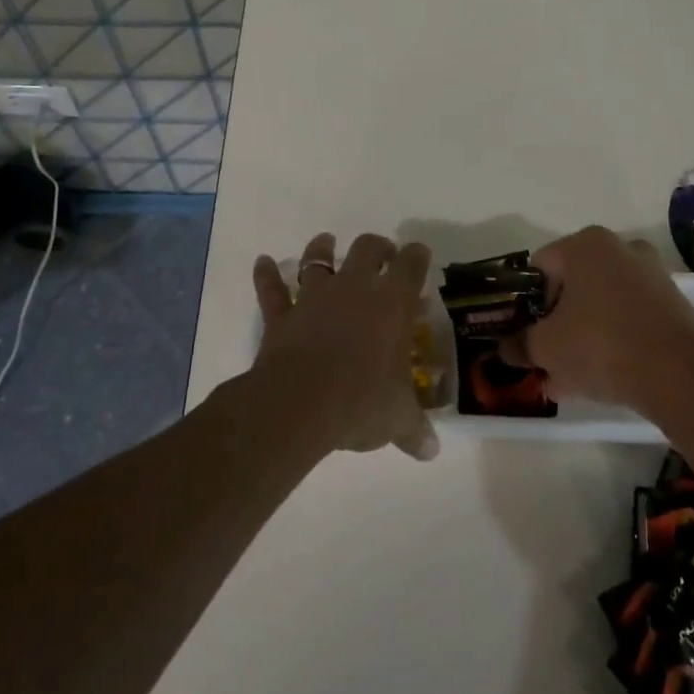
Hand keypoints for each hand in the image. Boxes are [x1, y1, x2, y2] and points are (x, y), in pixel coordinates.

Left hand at [252, 233, 439, 460]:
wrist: (301, 403)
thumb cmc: (362, 401)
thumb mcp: (397, 418)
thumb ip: (415, 430)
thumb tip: (431, 451)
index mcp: (392, 304)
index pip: (411, 265)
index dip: (417, 256)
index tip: (420, 254)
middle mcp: (355, 289)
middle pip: (368, 249)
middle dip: (378, 247)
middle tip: (383, 255)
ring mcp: (315, 298)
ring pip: (318, 260)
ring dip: (322, 249)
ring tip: (326, 241)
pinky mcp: (282, 316)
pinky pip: (272, 290)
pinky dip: (266, 275)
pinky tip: (262, 262)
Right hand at [504, 226, 693, 406]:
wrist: (681, 374)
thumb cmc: (601, 345)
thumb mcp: (546, 348)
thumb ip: (520, 345)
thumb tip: (505, 348)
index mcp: (585, 245)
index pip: (540, 268)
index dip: (525, 303)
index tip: (524, 334)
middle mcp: (621, 249)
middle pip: (573, 286)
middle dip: (556, 321)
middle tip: (545, 355)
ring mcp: (652, 275)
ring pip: (601, 305)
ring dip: (582, 335)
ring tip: (569, 376)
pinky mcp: (674, 304)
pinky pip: (629, 319)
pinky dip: (613, 340)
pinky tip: (600, 377)